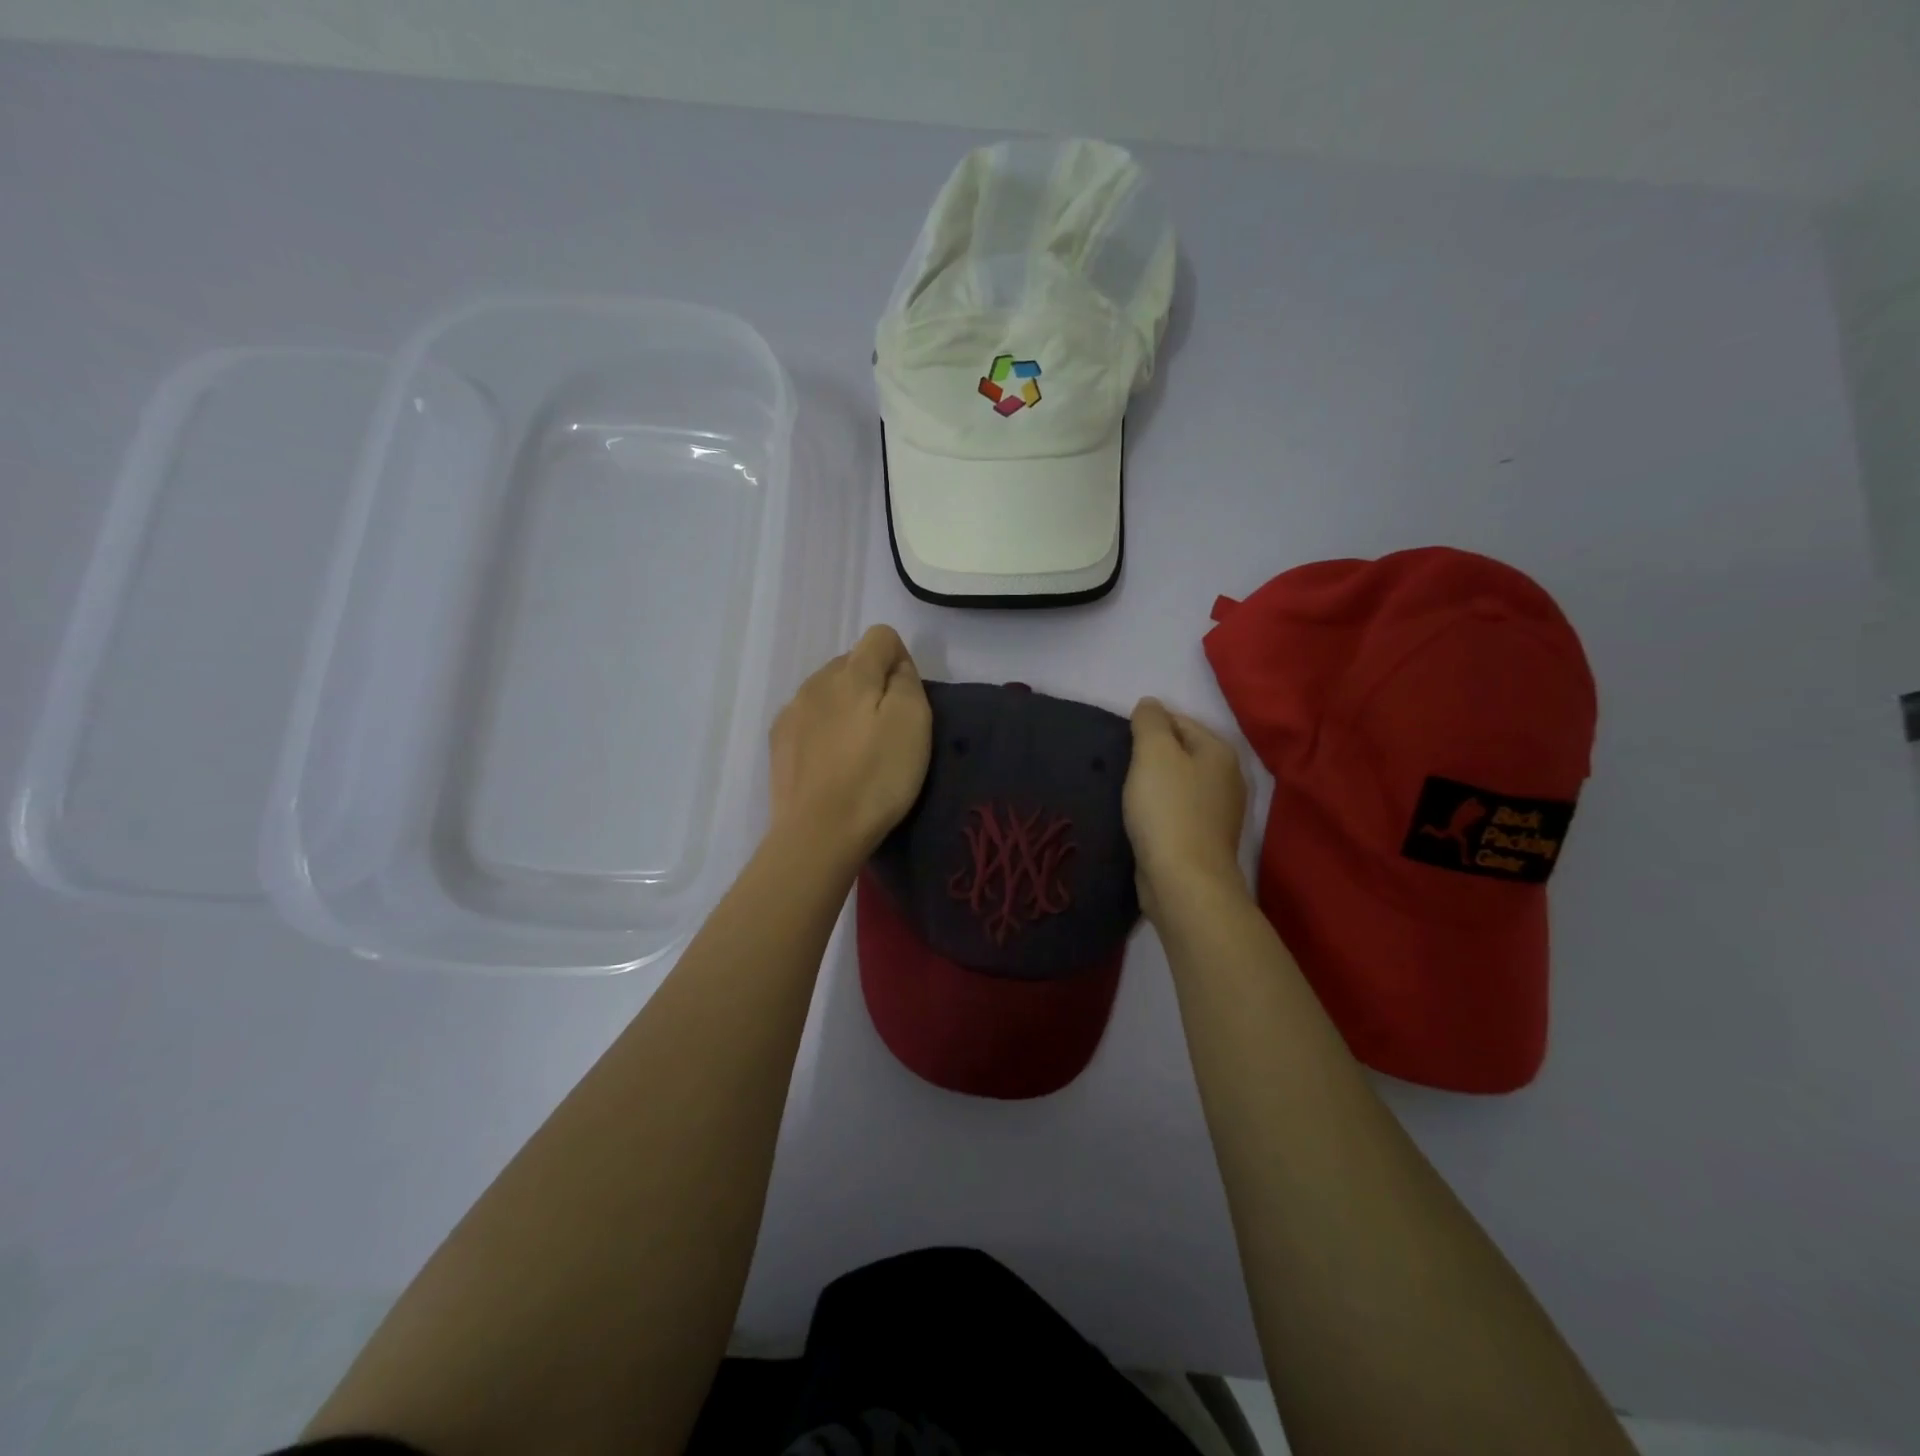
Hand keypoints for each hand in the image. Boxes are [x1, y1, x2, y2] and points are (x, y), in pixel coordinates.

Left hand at [768, 624, 931, 861]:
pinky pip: (809, 718)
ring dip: (846, 707)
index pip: (881, 636)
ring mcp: (792, 711)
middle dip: (873, 685)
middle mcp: (817, 681)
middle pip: (853, 663)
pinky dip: (824, 729)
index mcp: (852, 672)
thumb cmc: (876, 777)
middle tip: (887, 730)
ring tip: (857, 750)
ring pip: (828, 691)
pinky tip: (832, 763)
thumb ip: (907, 681)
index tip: (909, 700)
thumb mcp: (913, 723)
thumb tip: (895, 667)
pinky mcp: (779, 741)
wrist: (819, 832)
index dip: (902, 661)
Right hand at [1123, 698, 1249, 920]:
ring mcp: (1219, 812)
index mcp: (1219, 751)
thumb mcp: (1153, 754)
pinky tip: (1141, 818)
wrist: (1183, 881)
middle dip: (1152, 756)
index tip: (1120, 743)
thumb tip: (1150, 704)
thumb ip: (1150, 722)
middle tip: (1120, 766)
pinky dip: (1160, 810)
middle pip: (1182, 752)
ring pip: (1179, 783)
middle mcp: (1227, 778)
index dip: (1148, 726)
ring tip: (1126, 792)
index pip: (1179, 721)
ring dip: (1154, 785)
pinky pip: (1178, 811)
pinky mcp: (1204, 840)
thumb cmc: (1168, 810)